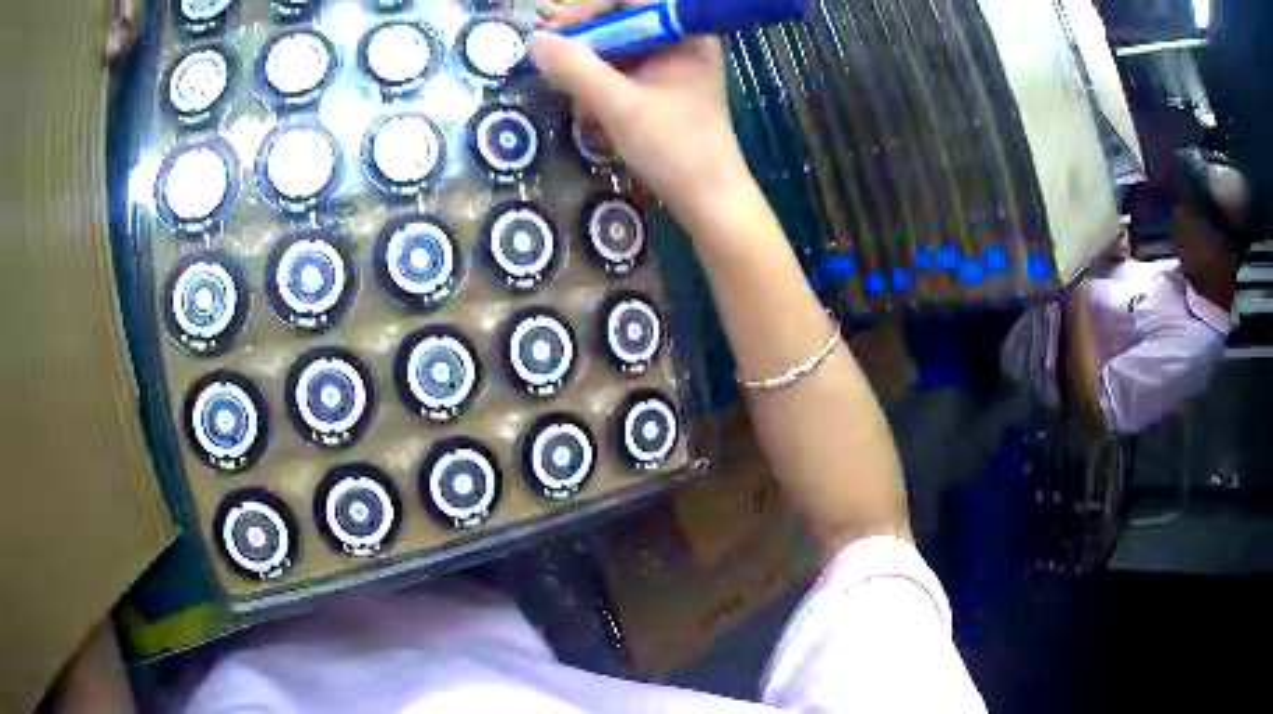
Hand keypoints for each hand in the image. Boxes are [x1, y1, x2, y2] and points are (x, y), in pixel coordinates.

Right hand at [530, 1, 750, 227]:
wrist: (709, 200)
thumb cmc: (674, 149)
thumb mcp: (618, 105)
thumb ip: (574, 69)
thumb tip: (535, 41)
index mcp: (684, 32)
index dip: (587, 10)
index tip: (554, 33)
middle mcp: (680, 40)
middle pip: (620, 21)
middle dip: (584, 44)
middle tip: (551, 63)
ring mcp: (673, 64)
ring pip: (617, 49)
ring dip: (589, 70)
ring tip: (574, 99)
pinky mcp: (665, 87)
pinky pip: (624, 72)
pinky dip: (602, 88)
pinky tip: (591, 113)